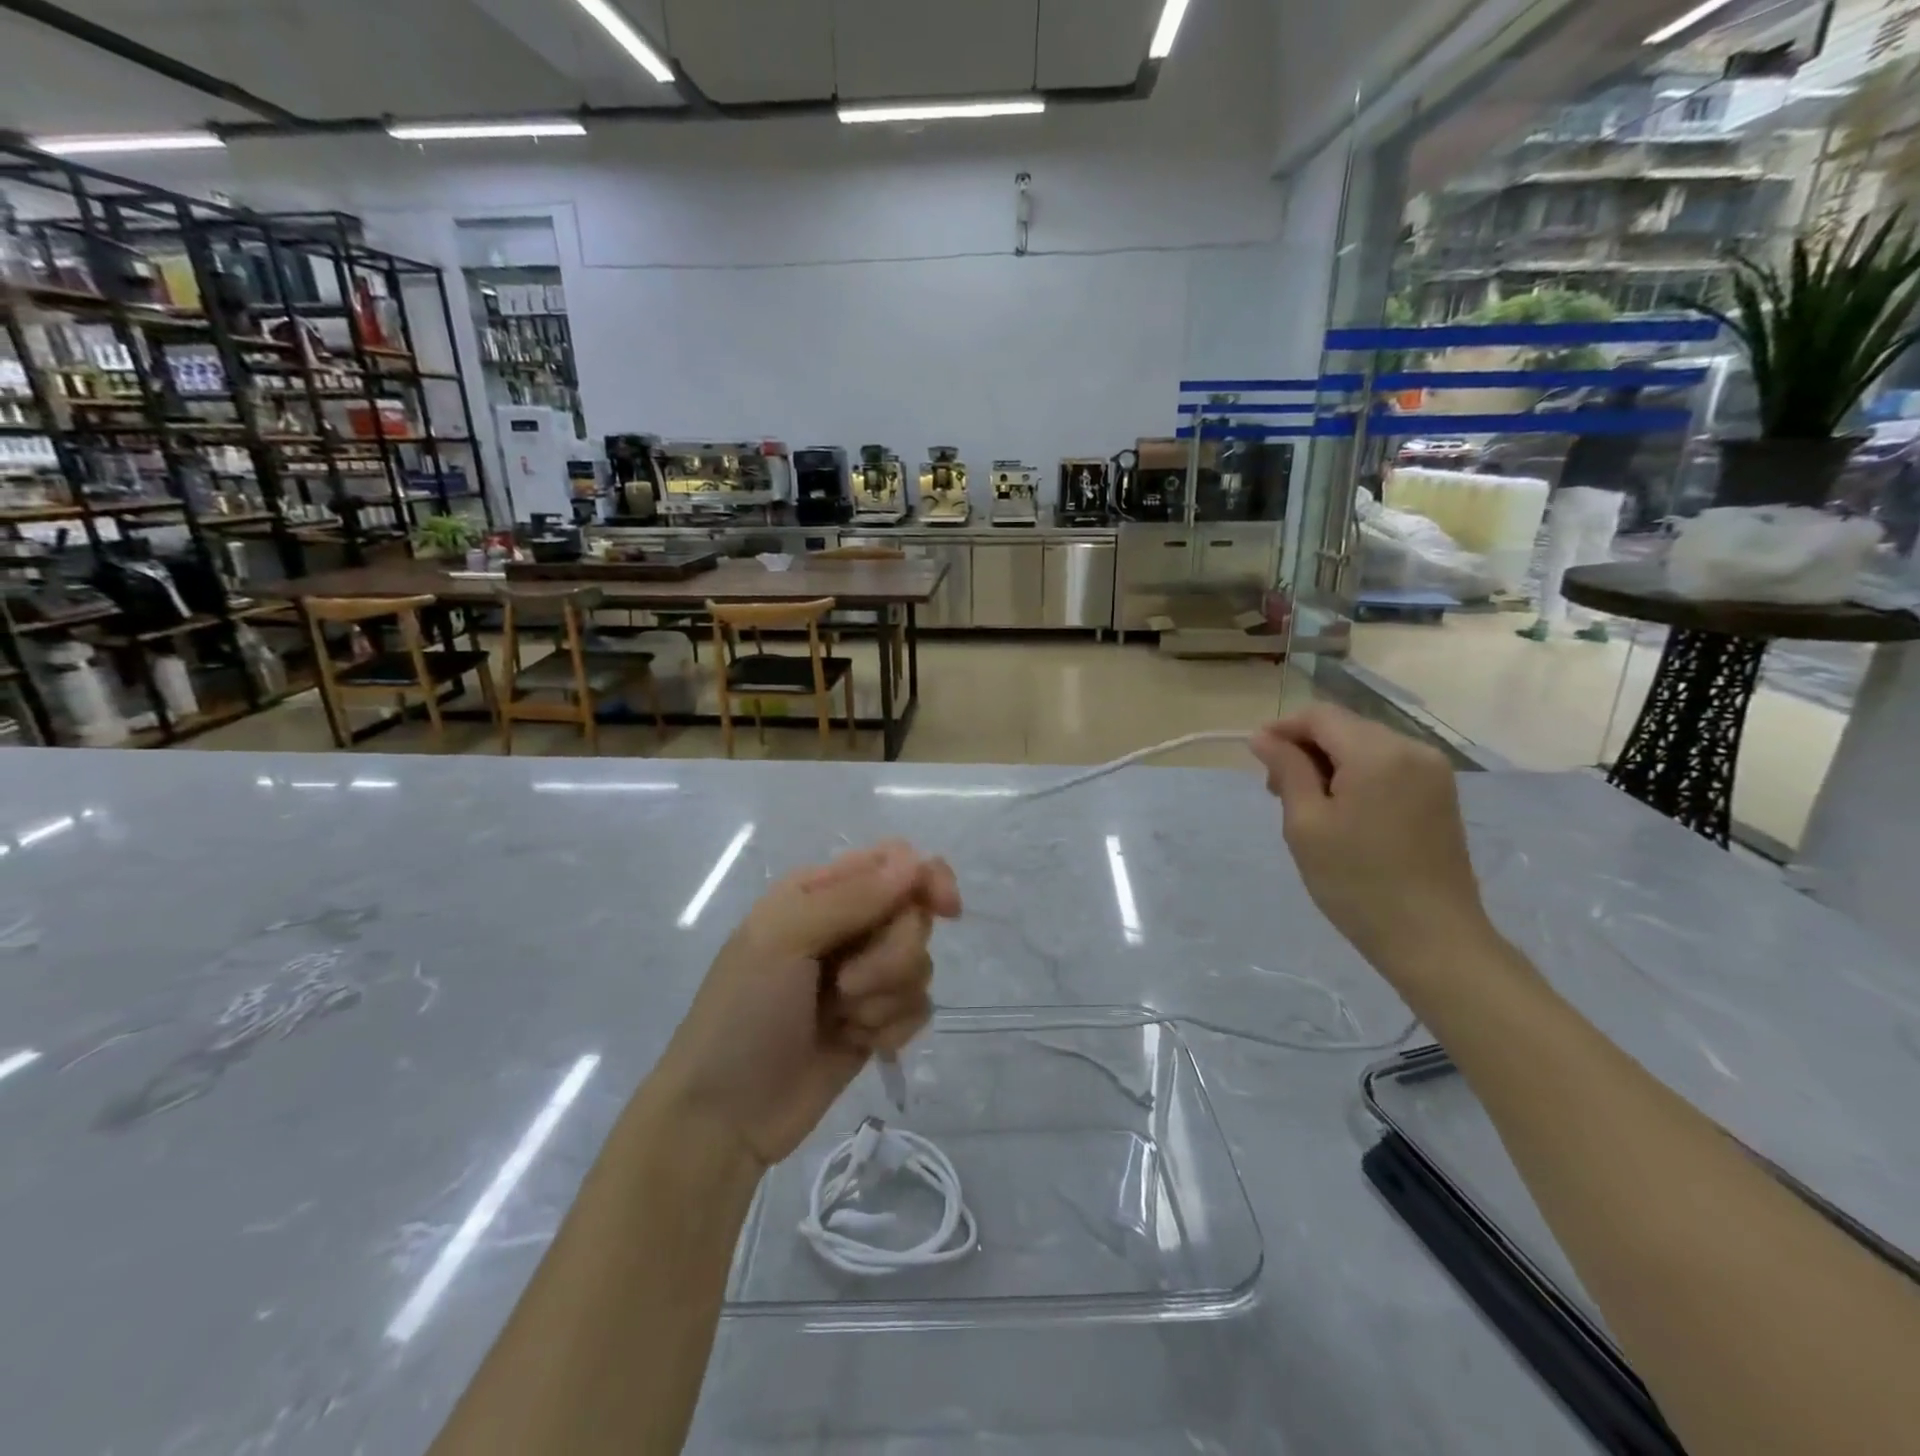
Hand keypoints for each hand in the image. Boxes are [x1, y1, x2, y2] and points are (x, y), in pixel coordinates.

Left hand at [653, 840, 961, 1168]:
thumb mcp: (782, 940)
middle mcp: (847, 925)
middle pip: (914, 915)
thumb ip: (850, 897)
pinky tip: (858, 1043)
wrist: (726, 1115)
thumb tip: (916, 862)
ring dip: (886, 997)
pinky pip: (919, 1007)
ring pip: (920, 963)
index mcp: (819, 891)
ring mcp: (865, 975)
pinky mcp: (877, 1020)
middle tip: (847, 986)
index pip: (894, 861)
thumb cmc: (743, 1013)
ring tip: (844, 1020)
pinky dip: (892, 1027)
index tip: (945, 908)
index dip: (926, 879)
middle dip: (892, 955)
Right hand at [1250, 704, 1488, 971]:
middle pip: (1345, 727)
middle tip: (1276, 790)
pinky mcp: (1441, 794)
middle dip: (1305, 748)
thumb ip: (1286, 770)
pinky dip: (1357, 775)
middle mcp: (1412, 749)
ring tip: (1307, 805)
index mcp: (1378, 752)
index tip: (1256, 757)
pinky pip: (1388, 766)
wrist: (1433, 939)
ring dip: (1330, 763)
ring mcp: (1433, 771)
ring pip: (1365, 746)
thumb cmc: (1357, 882)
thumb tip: (1263, 737)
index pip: (1320, 716)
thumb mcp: (1306, 824)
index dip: (1282, 728)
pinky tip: (1343, 811)